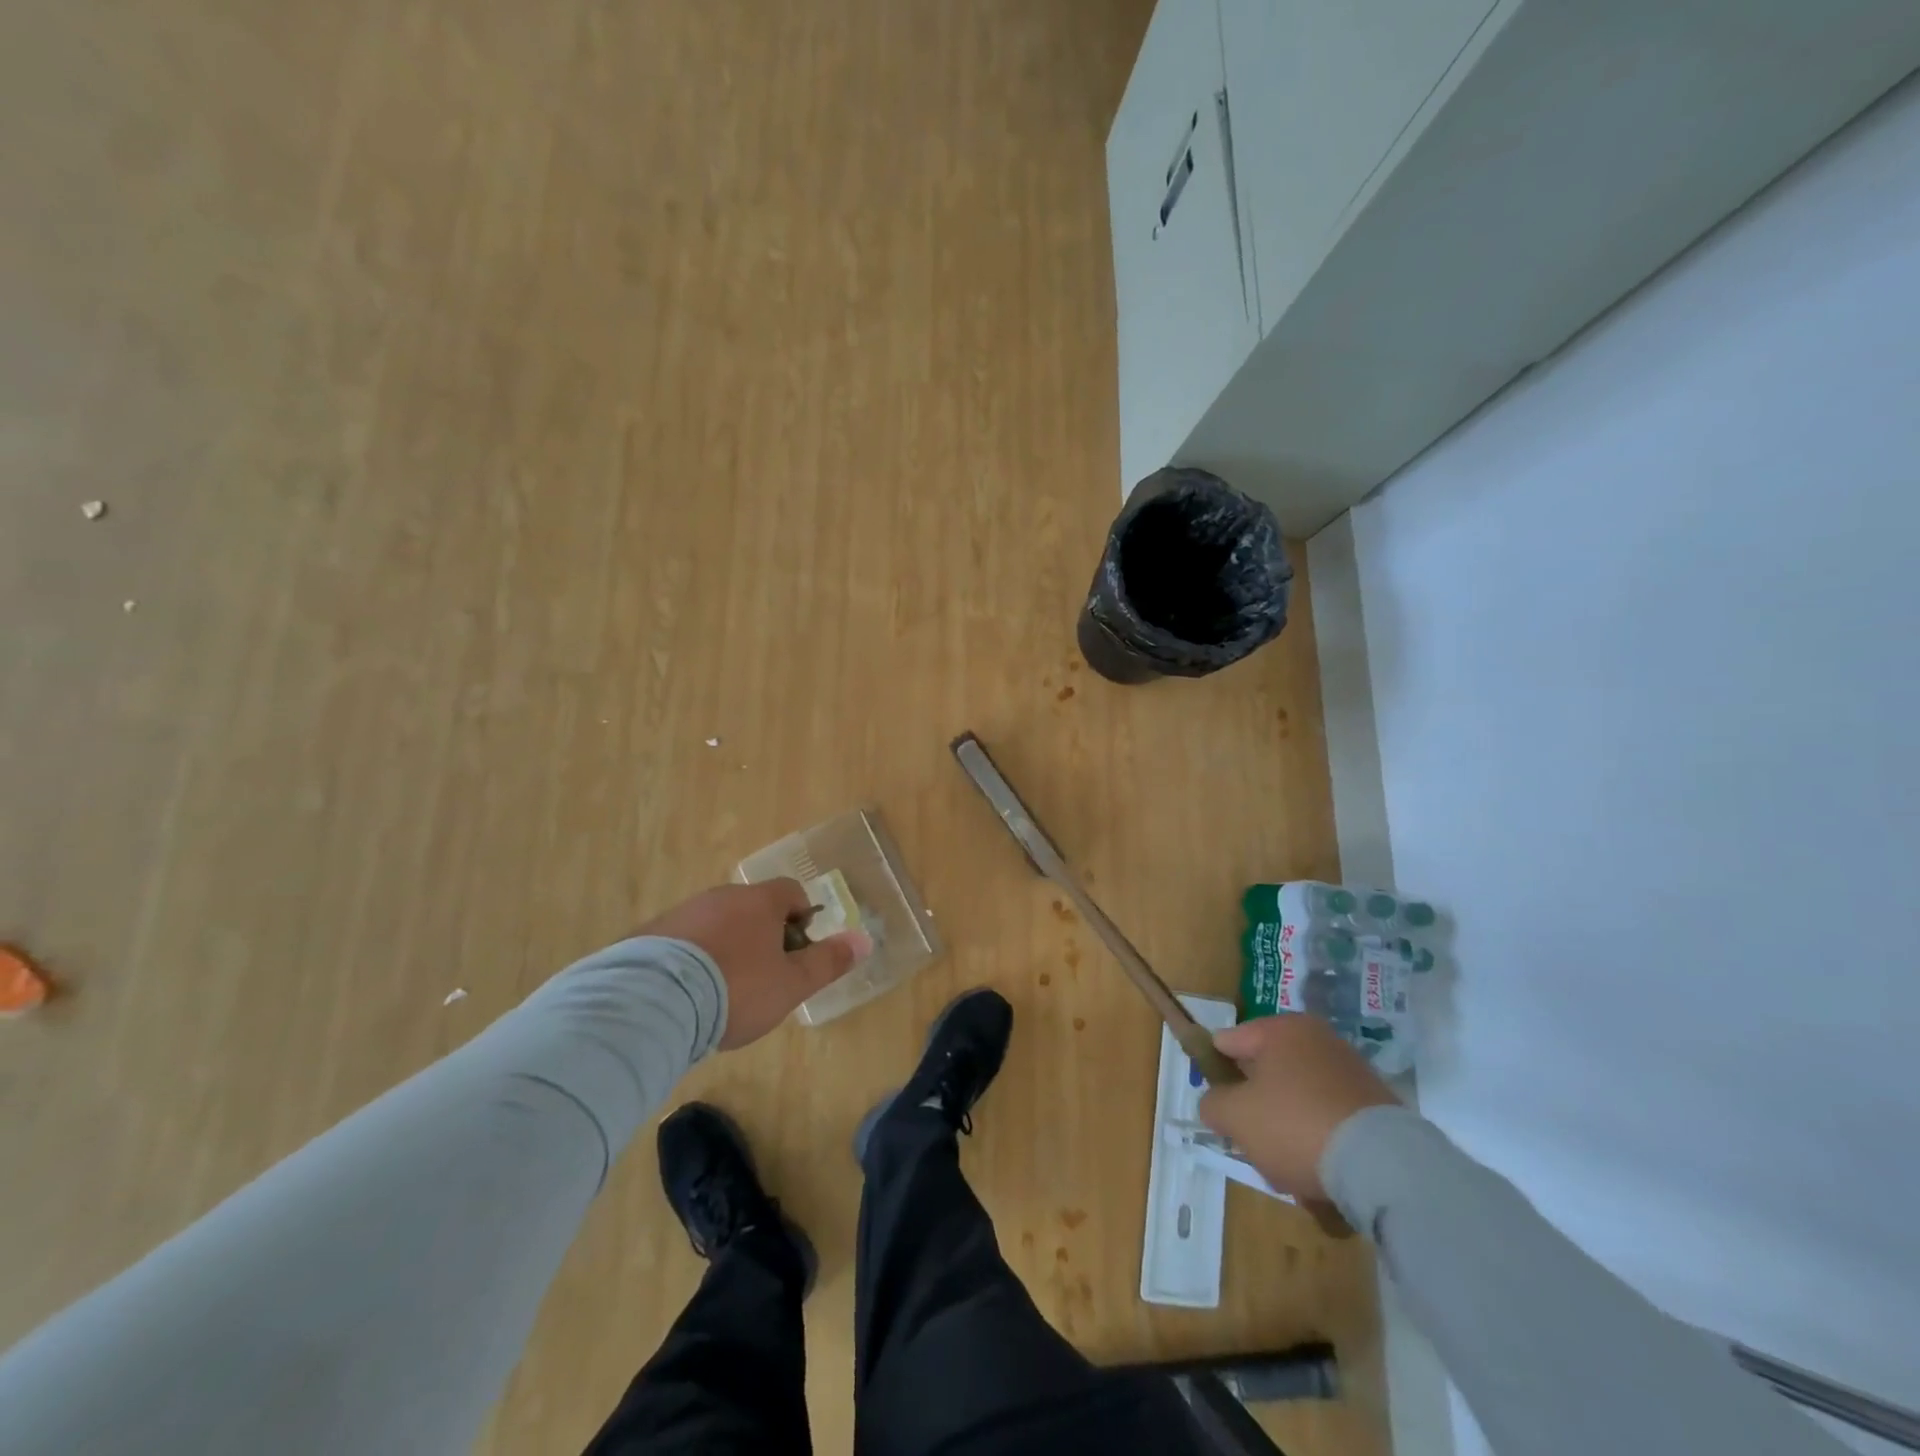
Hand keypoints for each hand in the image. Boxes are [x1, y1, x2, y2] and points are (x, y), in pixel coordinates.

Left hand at [640, 880, 871, 1049]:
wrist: (653, 1002)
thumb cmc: (737, 989)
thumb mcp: (792, 984)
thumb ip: (829, 961)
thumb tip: (865, 939)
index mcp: (760, 902)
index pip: (791, 892)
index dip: (802, 919)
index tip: (797, 953)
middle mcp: (721, 896)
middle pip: (752, 907)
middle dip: (762, 936)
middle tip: (763, 978)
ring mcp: (682, 913)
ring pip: (716, 923)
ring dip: (725, 946)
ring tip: (722, 991)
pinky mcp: (648, 934)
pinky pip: (682, 940)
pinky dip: (692, 958)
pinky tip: (688, 993)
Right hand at [1198, 1014, 1400, 1201]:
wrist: (1384, 1167)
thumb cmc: (1295, 1125)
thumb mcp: (1235, 1116)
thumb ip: (1213, 1103)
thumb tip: (1217, 1104)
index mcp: (1281, 1029)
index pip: (1228, 1042)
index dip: (1216, 1074)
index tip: (1218, 1107)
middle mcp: (1318, 1039)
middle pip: (1266, 1075)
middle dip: (1256, 1111)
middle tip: (1254, 1144)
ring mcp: (1351, 1072)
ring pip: (1297, 1101)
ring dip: (1287, 1132)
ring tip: (1290, 1170)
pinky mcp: (1377, 1106)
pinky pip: (1330, 1120)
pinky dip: (1320, 1143)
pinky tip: (1321, 1175)